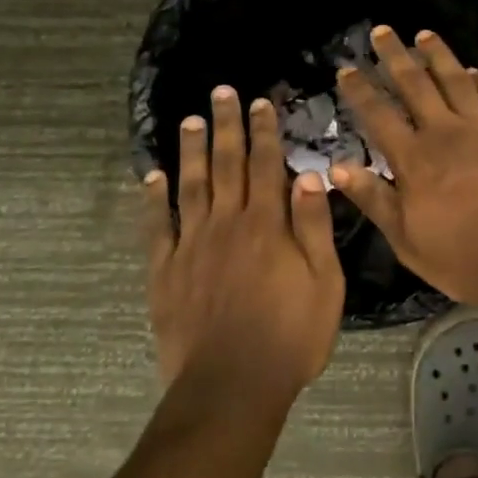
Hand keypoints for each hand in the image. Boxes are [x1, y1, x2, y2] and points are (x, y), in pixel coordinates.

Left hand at [143, 86, 344, 397]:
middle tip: (221, 92)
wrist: (232, 385)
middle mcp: (227, 223)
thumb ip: (313, 227)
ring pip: (191, 186)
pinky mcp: (165, 271)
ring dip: (191, 150)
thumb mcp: (325, 283)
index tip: (260, 103)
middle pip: (226, 164)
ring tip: (190, 120)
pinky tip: (152, 178)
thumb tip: (307, 175)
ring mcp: (192, 245)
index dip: (264, 132)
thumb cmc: (290, 336)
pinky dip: (154, 200)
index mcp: (267, 225)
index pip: (266, 165)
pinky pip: (157, 227)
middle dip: (226, 126)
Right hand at [329, 27, 477, 306]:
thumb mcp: (405, 238)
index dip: (360, 89)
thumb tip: (336, 167)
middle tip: (382, 31)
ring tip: (425, 34)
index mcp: (414, 158)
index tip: (347, 68)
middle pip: (416, 84)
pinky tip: (474, 70)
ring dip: (438, 55)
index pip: (379, 114)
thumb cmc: (462, 256)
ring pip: (457, 80)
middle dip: (396, 55)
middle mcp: (446, 132)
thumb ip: (373, 198)